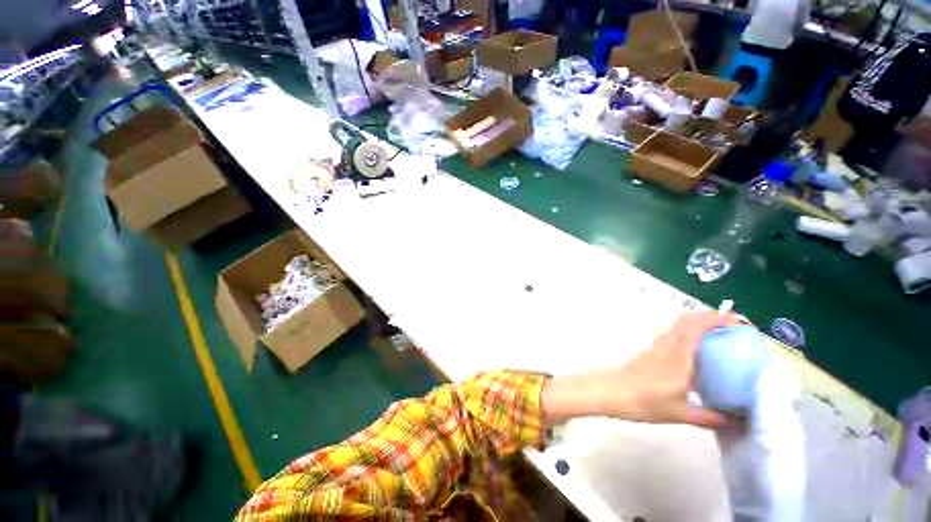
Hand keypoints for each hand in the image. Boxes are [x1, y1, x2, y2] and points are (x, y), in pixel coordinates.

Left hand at [542, 312, 741, 429]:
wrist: (610, 392)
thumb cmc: (644, 401)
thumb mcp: (681, 414)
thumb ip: (711, 417)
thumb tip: (738, 422)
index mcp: (678, 355)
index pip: (697, 327)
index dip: (716, 318)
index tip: (737, 320)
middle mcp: (666, 345)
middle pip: (686, 321)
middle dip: (709, 318)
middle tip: (730, 329)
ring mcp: (655, 347)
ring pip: (676, 327)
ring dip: (696, 325)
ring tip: (716, 339)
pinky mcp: (649, 352)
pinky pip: (670, 336)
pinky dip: (685, 335)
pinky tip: (694, 354)